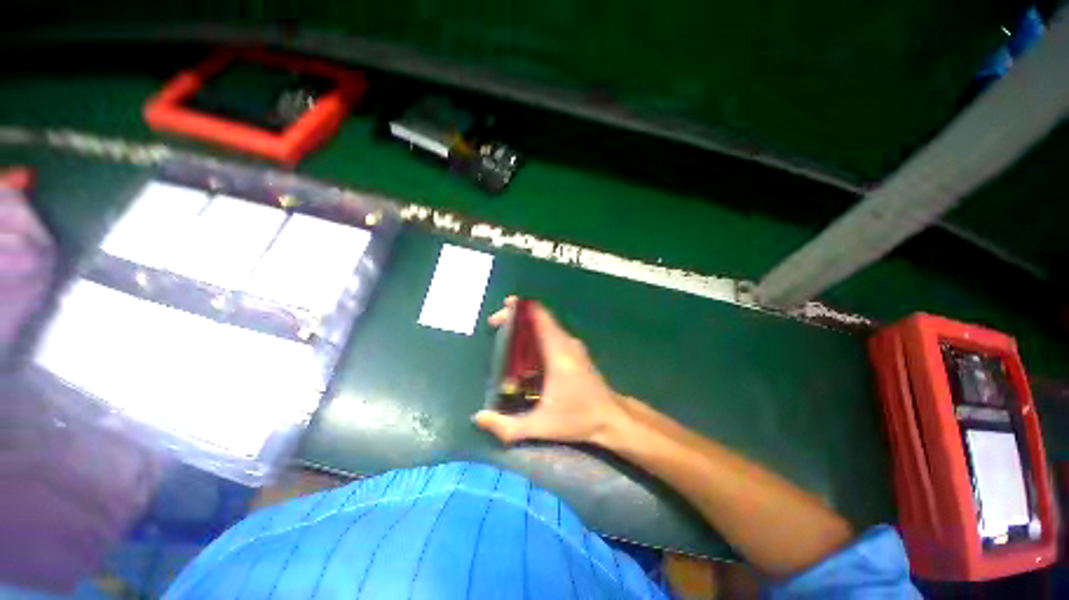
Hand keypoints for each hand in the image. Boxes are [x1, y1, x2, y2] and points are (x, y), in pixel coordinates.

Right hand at [474, 297, 626, 445]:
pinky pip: (551, 333)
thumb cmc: (579, 419)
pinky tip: (525, 354)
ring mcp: (572, 345)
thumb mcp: (541, 426)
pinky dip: (535, 334)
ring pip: (545, 324)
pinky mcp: (575, 350)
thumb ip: (508, 426)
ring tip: (506, 339)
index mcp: (558, 352)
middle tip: (496, 328)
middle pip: (539, 316)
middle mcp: (566, 342)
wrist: (611, 418)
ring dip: (525, 326)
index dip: (517, 310)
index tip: (498, 317)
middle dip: (515, 318)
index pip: (538, 316)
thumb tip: (479, 418)